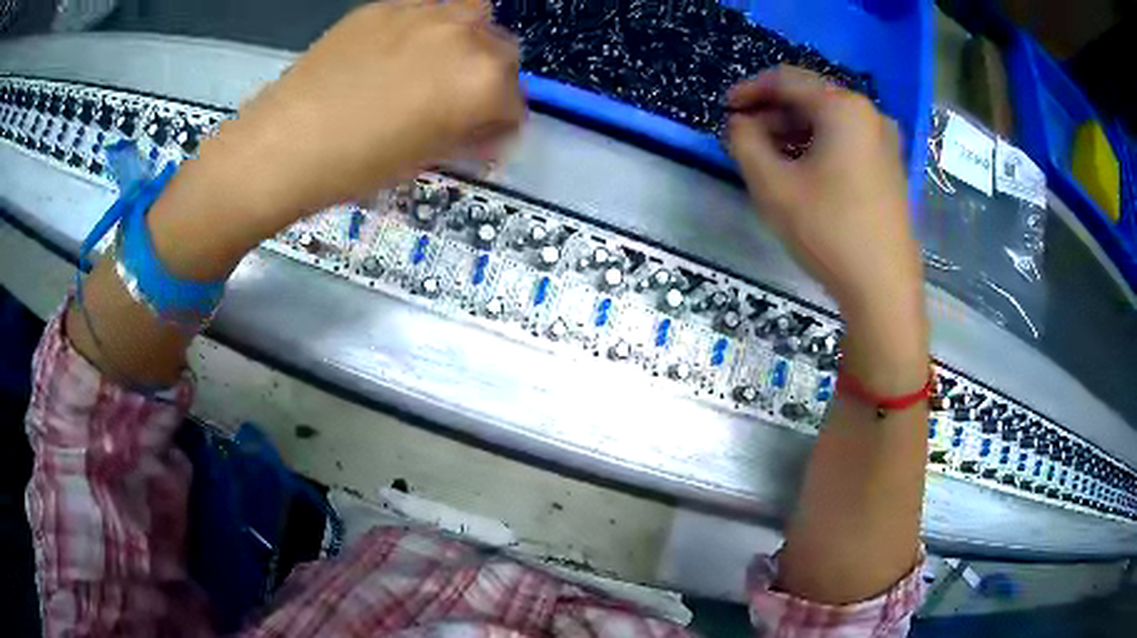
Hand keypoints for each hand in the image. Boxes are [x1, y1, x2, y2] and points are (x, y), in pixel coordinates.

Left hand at [202, 0, 524, 220]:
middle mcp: (465, 36)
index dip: (500, 124)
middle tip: (458, 101)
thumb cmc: (357, 166)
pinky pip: (425, 11)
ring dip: (466, 42)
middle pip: (503, 51)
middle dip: (490, 79)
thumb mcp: (425, 158)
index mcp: (482, 82)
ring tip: (434, 66)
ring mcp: (424, 13)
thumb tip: (483, 128)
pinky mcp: (385, 6)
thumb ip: (466, 135)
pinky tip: (393, 55)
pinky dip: (424, 30)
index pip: (516, 102)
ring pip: (471, 16)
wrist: (285, 144)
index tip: (482, 136)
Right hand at [725, 66, 920, 323]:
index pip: (787, 80)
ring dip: (794, 130)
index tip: (725, 108)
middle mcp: (869, 114)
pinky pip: (847, 140)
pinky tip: (802, 170)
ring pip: (829, 121)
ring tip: (768, 155)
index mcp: (843, 108)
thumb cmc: (828, 231)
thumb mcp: (772, 185)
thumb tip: (740, 123)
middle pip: (811, 98)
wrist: (883, 287)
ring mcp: (885, 141)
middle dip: (773, 112)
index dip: (750, 89)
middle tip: (745, 136)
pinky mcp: (890, 166)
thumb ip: (744, 142)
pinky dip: (819, 145)